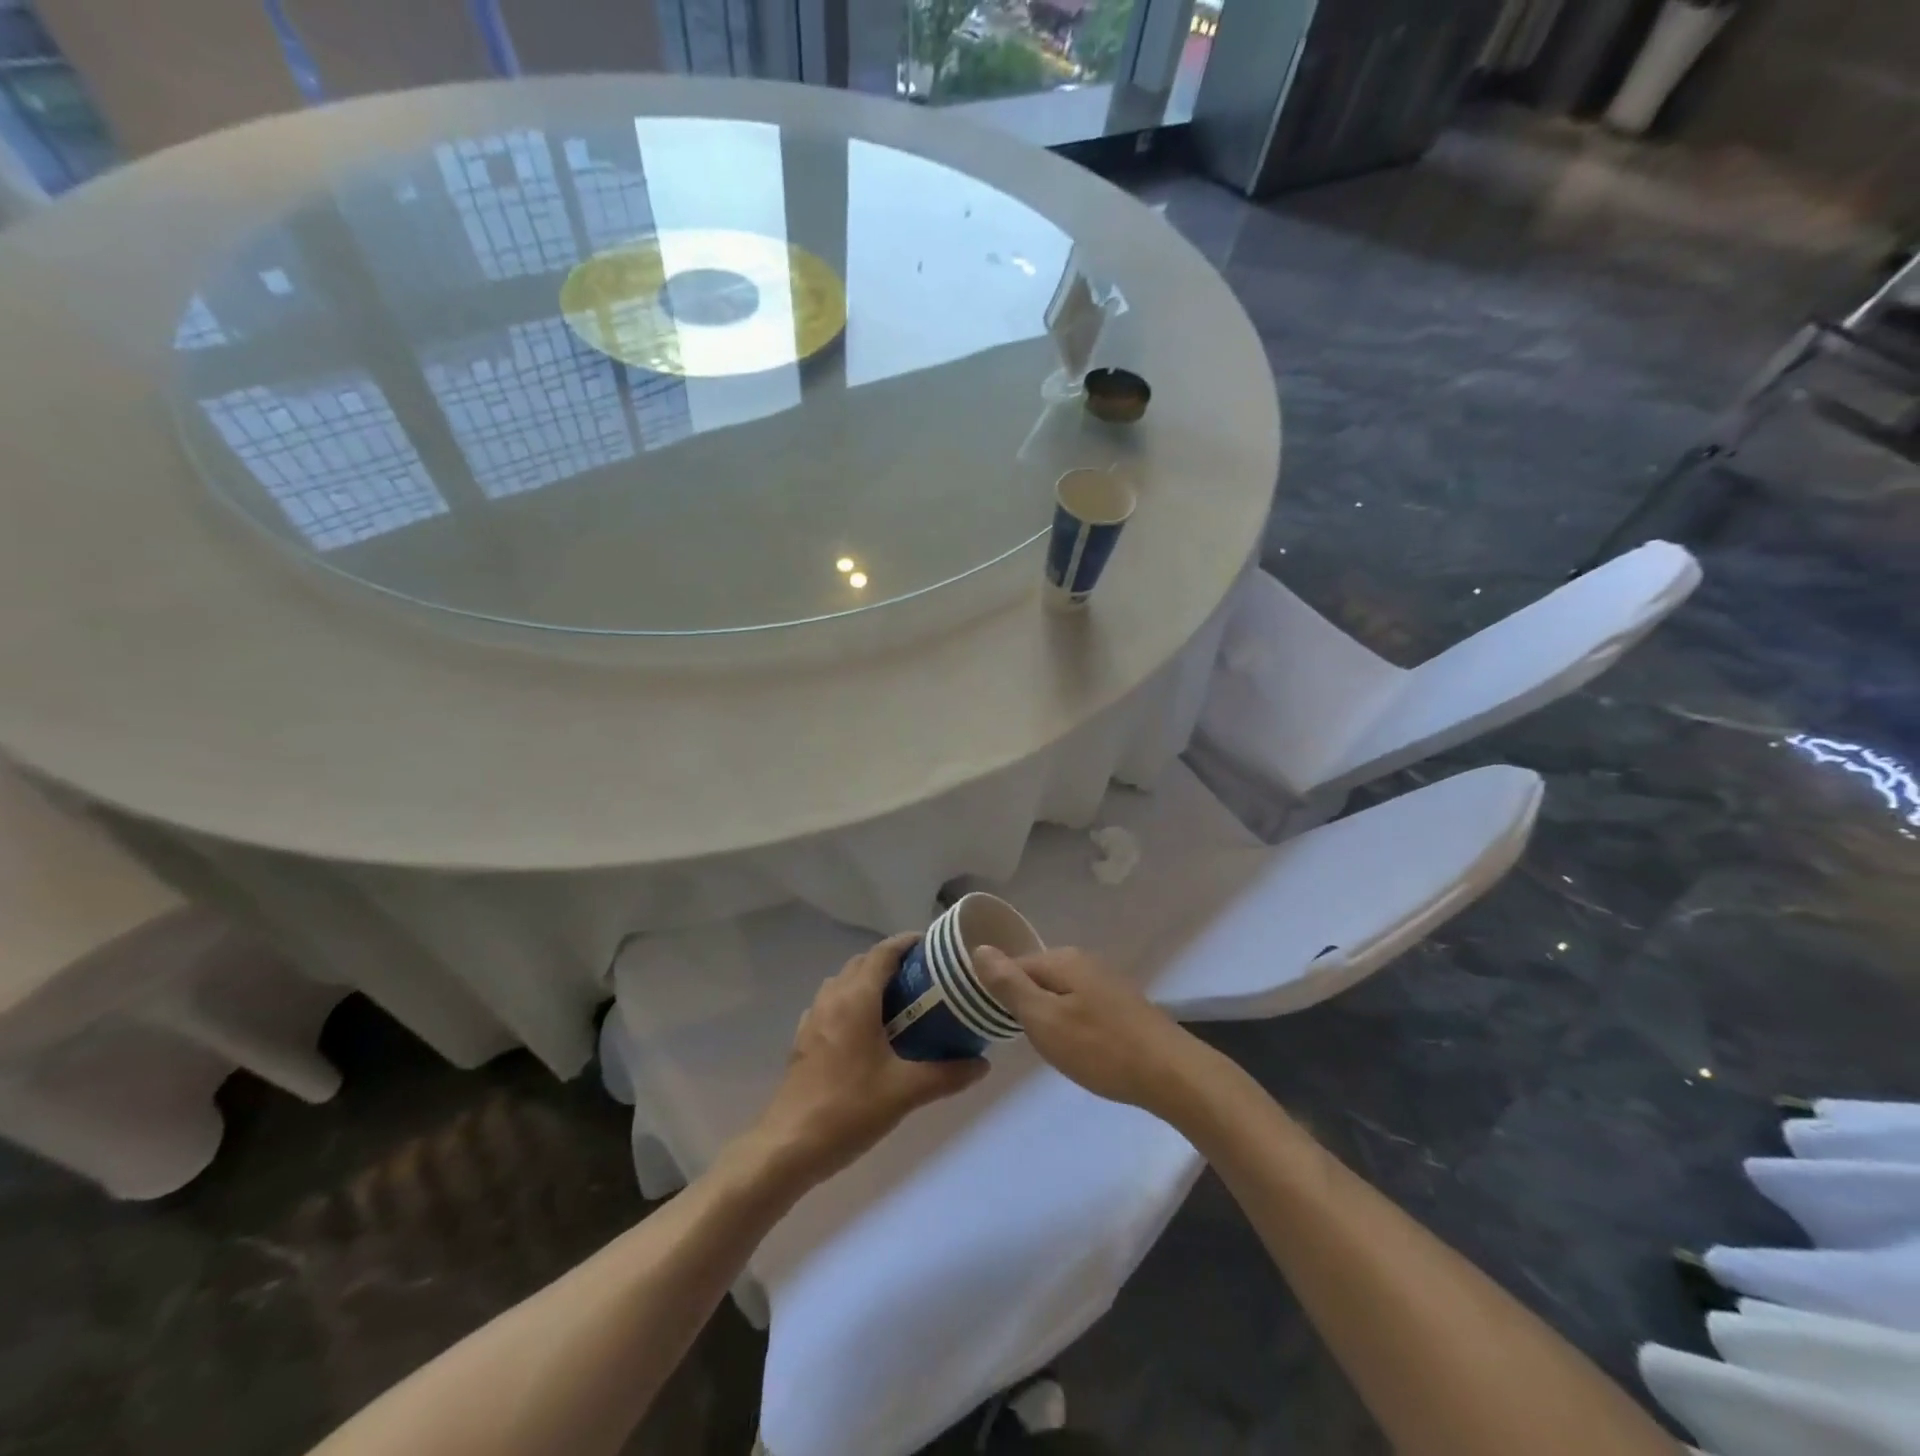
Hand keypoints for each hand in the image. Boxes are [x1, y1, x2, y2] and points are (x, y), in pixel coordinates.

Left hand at [746, 934, 988, 1190]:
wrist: (788, 1146)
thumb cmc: (849, 1109)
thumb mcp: (905, 1091)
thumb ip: (947, 1074)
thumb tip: (983, 1064)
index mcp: (856, 999)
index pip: (883, 952)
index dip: (907, 943)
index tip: (934, 946)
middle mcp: (832, 998)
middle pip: (863, 963)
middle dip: (892, 962)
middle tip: (925, 977)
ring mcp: (813, 1018)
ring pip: (844, 982)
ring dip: (870, 981)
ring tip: (900, 1001)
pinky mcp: (803, 1039)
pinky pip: (831, 1004)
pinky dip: (852, 1003)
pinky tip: (868, 1033)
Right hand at [972, 946, 1200, 1112]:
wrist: (1171, 1074)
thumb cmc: (1100, 1048)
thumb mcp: (1044, 1019)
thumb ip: (1010, 985)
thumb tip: (980, 948)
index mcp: (1062, 959)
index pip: (1014, 965)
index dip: (999, 993)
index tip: (994, 1023)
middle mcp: (1084, 961)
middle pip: (1038, 976)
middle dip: (1026, 1005)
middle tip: (1024, 1041)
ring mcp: (1107, 981)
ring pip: (1061, 993)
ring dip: (1050, 1016)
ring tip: (1050, 1049)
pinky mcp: (1123, 1004)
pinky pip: (1082, 1005)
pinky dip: (1073, 1023)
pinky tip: (1079, 1048)